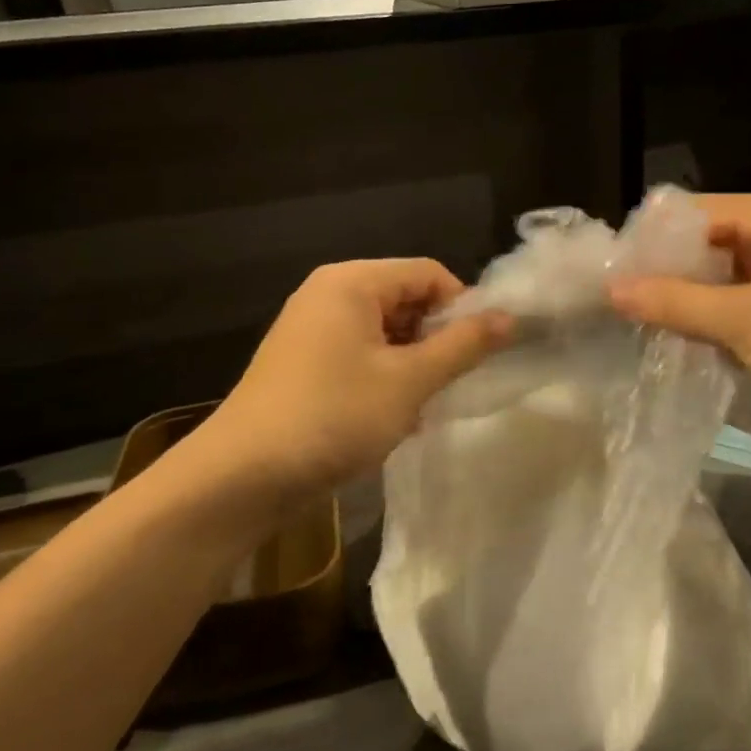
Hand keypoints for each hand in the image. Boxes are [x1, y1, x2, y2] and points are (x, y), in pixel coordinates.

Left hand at [201, 259, 511, 497]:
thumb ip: (463, 346)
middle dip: (434, 340)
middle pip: (404, 299)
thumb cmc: (333, 416)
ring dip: (411, 366)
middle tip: (450, 385)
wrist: (242, 477)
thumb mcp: (409, 381)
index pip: (427, 273)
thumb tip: (509, 317)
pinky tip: (391, 419)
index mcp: (352, 281)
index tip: (479, 353)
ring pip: (383, 333)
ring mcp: (310, 329)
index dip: (461, 307)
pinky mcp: (302, 364)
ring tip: (420, 408)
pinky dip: (382, 379)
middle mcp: (328, 294)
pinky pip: (358, 356)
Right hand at [609, 194, 750, 422]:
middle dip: (671, 271)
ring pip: (730, 277)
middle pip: (713, 242)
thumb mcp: (743, 321)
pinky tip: (690, 341)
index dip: (655, 237)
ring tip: (646, 321)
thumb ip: (674, 302)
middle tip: (624, 299)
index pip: (700, 211)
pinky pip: (750, 304)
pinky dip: (722, 320)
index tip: (615, 269)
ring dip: (695, 299)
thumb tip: (612, 288)